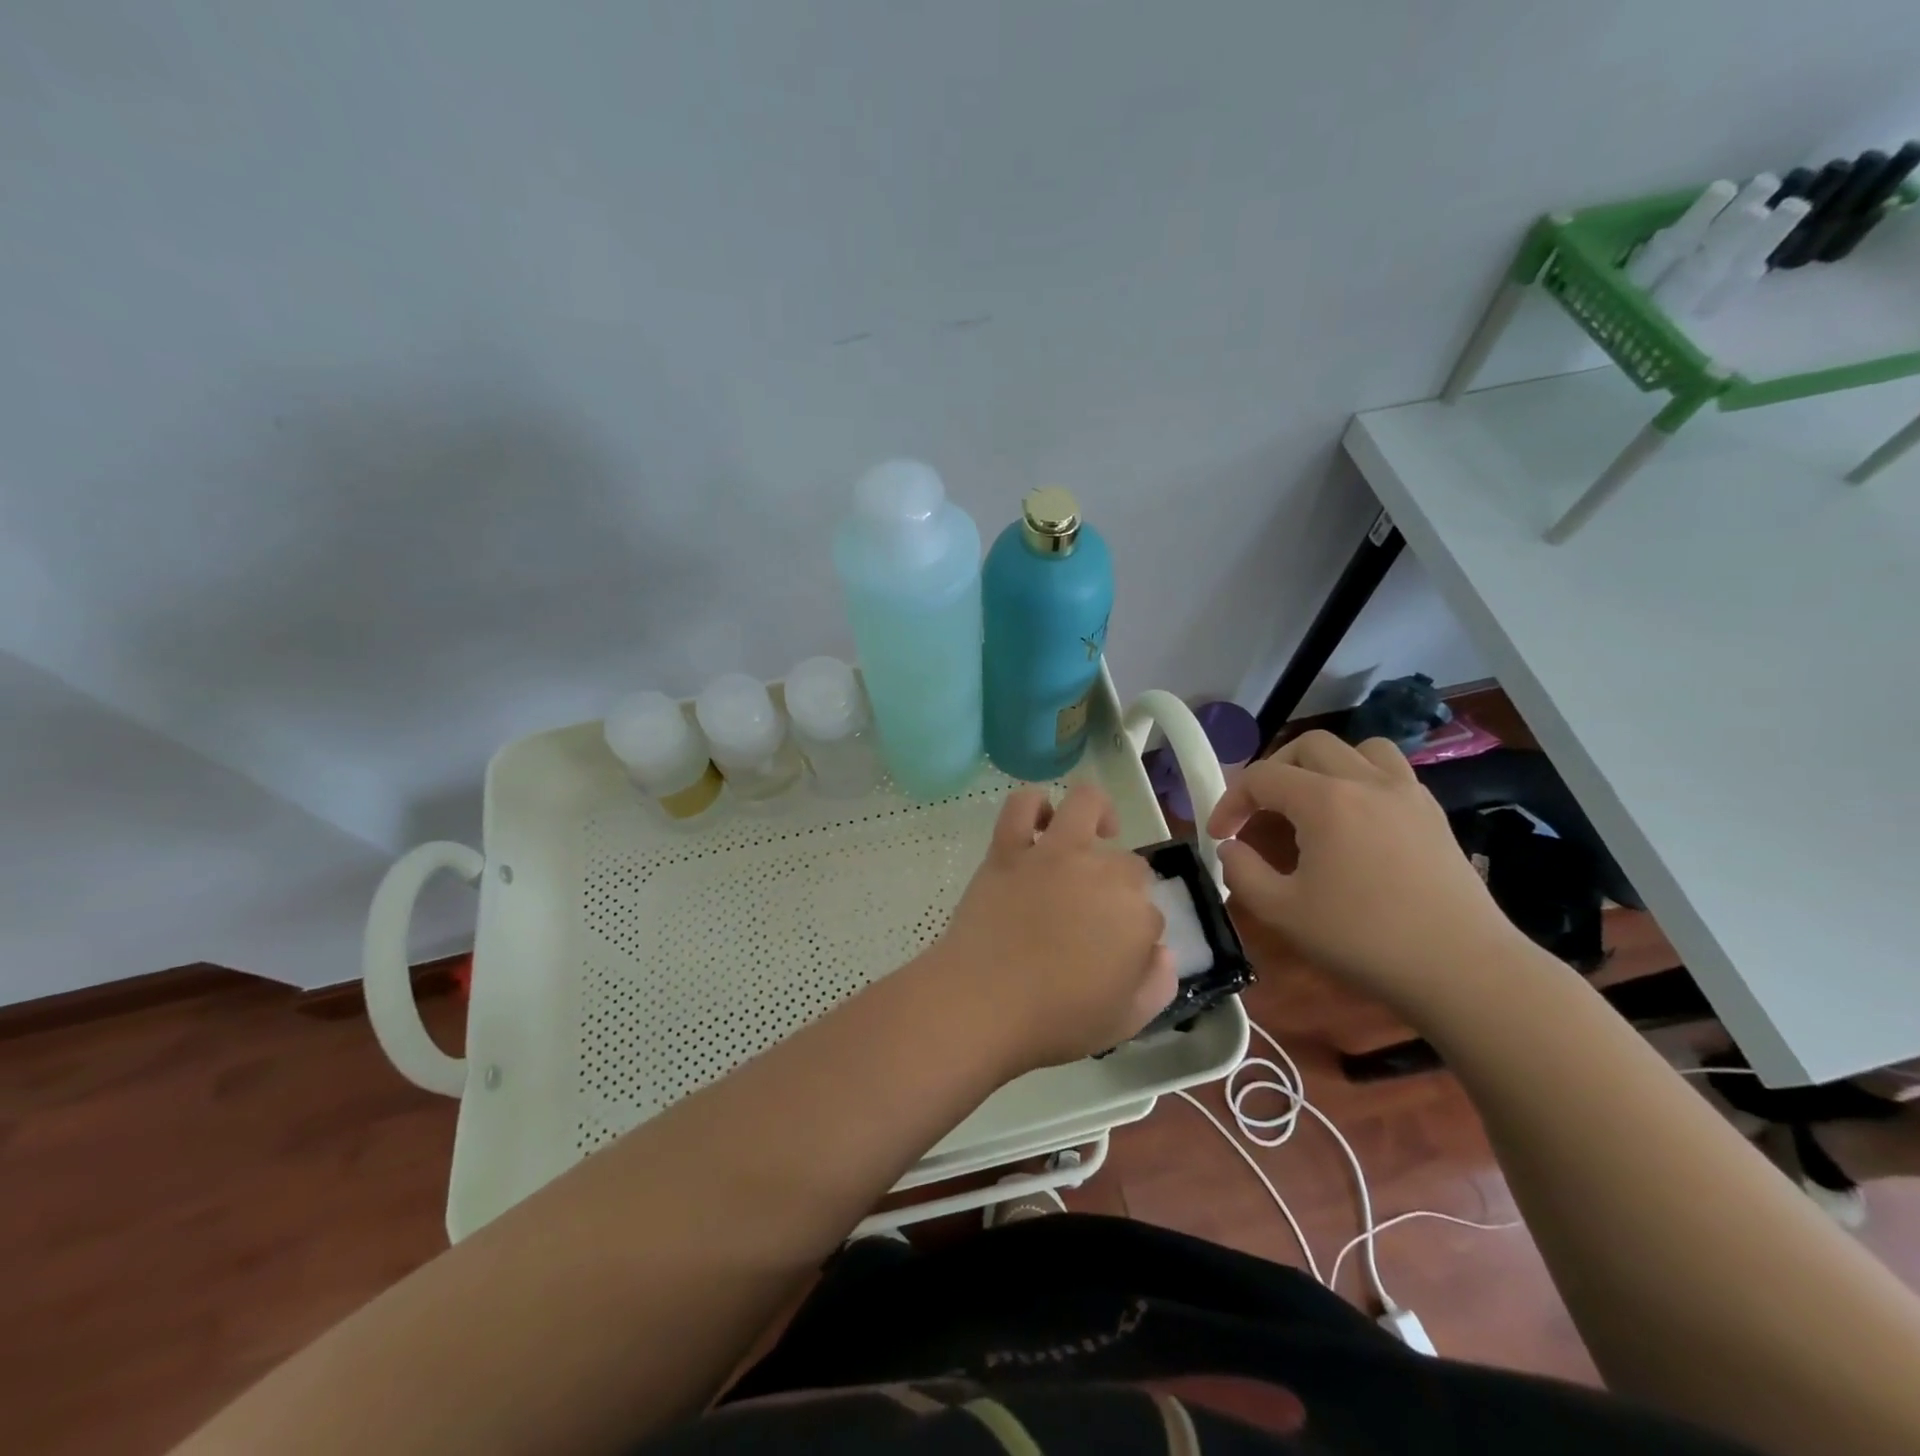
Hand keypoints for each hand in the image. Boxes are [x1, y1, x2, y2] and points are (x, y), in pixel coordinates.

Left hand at [932, 784, 1176, 1073]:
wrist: (981, 1004)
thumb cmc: (1054, 1021)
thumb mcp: (1127, 1020)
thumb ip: (1158, 983)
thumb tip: (1161, 950)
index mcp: (1137, 916)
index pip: (1151, 913)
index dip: (1136, 933)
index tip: (1116, 953)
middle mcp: (1102, 873)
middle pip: (1128, 863)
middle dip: (1122, 886)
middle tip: (1095, 915)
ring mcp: (1053, 854)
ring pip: (1087, 803)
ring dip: (1098, 814)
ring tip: (1094, 834)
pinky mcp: (1009, 848)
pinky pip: (1022, 805)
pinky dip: (1034, 805)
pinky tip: (1040, 823)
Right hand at [1207, 730, 1523, 1014]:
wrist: (1464, 969)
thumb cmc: (1365, 939)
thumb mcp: (1283, 912)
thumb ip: (1242, 872)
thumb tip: (1231, 848)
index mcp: (1325, 800)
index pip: (1262, 777)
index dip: (1231, 801)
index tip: (1220, 836)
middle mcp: (1366, 781)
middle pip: (1308, 746)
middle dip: (1273, 772)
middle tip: (1260, 811)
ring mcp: (1407, 793)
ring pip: (1358, 748)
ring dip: (1324, 765)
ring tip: (1312, 801)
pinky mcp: (1433, 814)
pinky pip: (1391, 772)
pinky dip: (1363, 779)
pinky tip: (1357, 820)